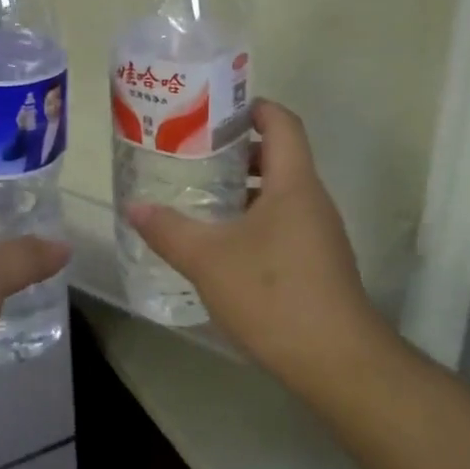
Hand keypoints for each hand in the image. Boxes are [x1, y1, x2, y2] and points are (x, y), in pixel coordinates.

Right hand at [128, 101, 389, 384]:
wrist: (335, 360)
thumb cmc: (273, 294)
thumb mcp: (208, 259)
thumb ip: (168, 229)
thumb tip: (133, 206)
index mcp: (294, 183)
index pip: (282, 123)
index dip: (253, 108)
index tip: (214, 110)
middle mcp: (312, 201)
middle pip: (280, 157)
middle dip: (238, 151)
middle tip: (194, 154)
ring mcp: (319, 234)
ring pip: (281, 194)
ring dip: (244, 189)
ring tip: (201, 196)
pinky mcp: (318, 264)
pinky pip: (284, 224)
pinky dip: (254, 220)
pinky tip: (223, 244)